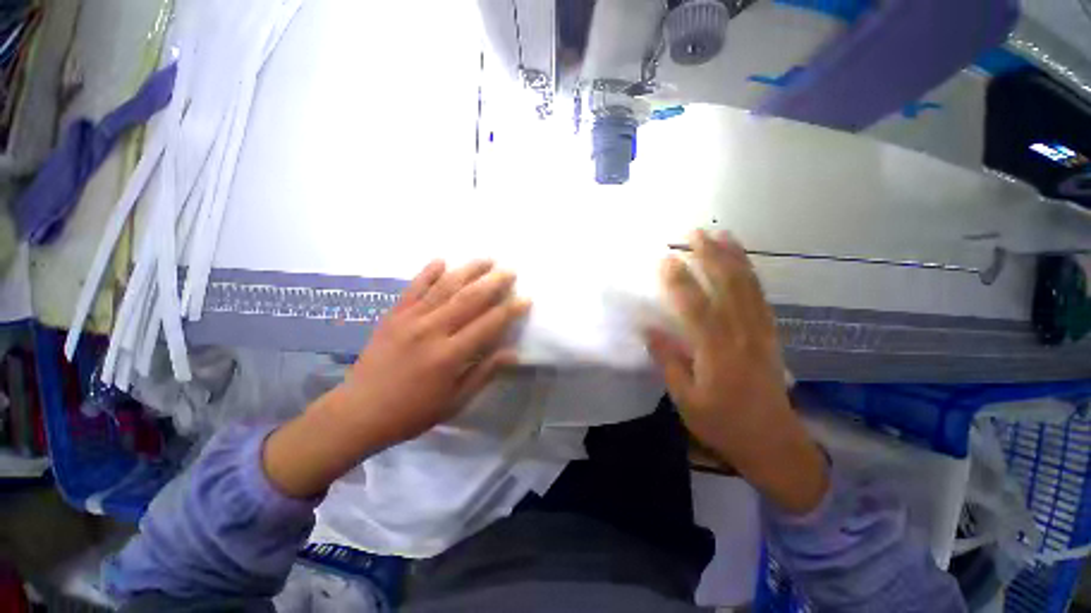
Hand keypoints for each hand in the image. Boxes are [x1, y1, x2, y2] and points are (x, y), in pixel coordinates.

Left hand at [340, 259, 529, 442]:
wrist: (358, 412)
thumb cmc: (413, 412)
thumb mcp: (455, 401)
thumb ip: (484, 373)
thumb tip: (513, 353)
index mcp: (450, 355)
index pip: (488, 324)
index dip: (510, 310)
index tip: (525, 298)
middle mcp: (432, 330)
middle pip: (469, 299)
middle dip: (493, 282)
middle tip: (510, 270)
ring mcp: (410, 319)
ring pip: (445, 287)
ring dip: (468, 270)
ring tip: (486, 259)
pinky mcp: (393, 315)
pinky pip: (413, 288)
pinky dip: (428, 272)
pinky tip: (441, 260)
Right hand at [646, 230, 827, 513]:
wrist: (772, 442)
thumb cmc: (722, 423)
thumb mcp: (685, 399)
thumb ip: (668, 361)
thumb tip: (648, 329)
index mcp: (717, 353)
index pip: (695, 308)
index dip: (680, 281)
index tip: (666, 259)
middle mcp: (742, 335)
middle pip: (727, 287)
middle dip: (711, 256)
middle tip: (694, 232)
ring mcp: (760, 332)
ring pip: (748, 287)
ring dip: (734, 258)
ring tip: (721, 234)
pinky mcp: (770, 334)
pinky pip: (760, 297)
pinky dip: (751, 274)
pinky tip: (742, 263)